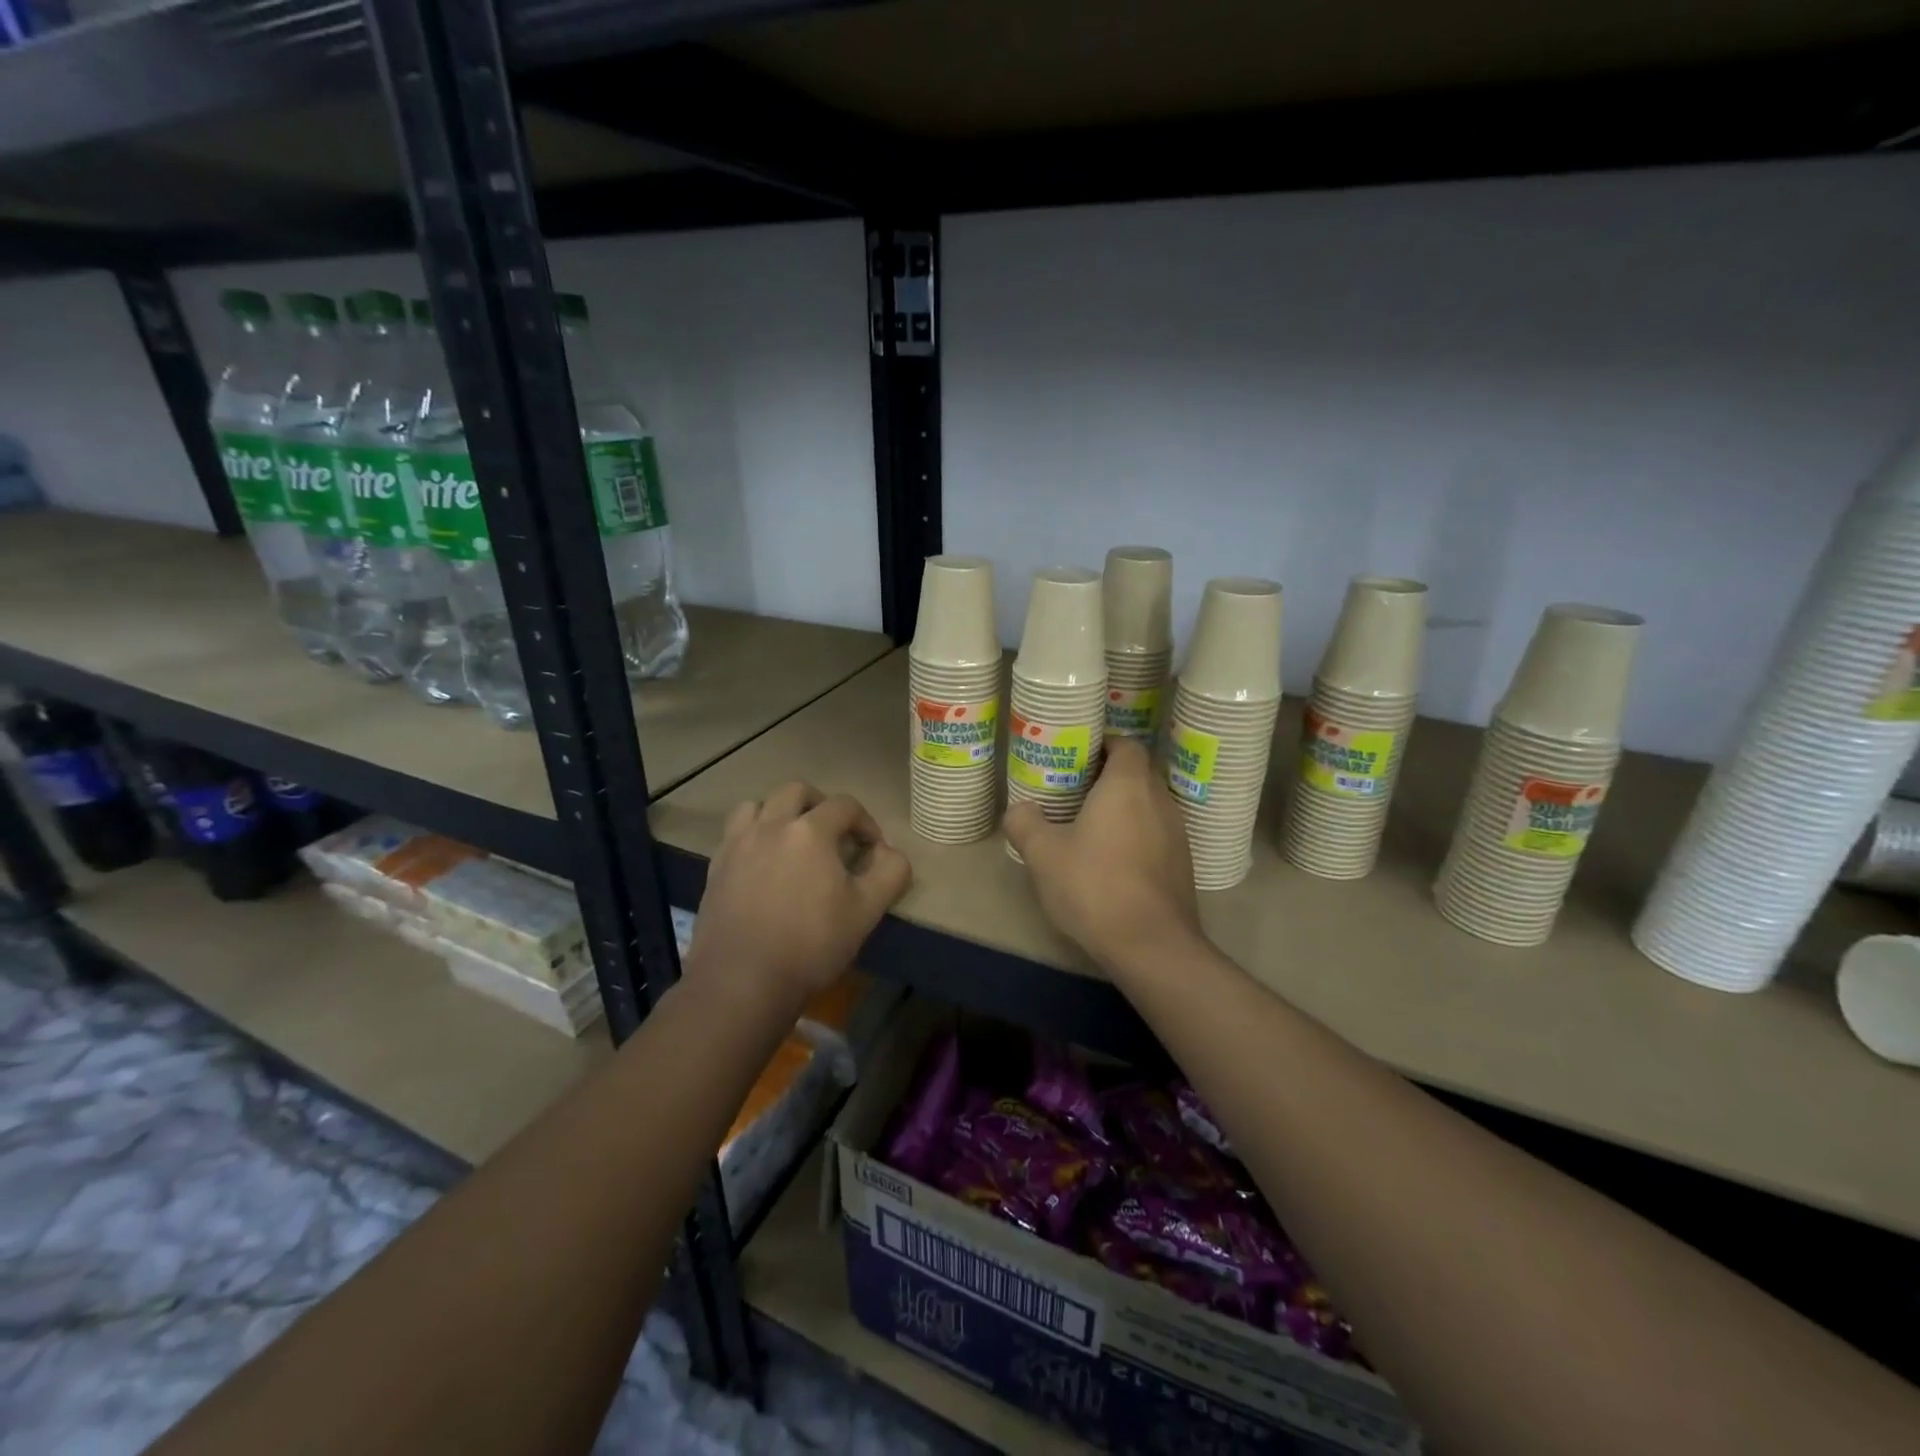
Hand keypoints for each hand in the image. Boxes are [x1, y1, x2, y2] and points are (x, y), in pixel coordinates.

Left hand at [687, 782, 911, 1008]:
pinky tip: (763, 862)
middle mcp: (771, 825)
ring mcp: (738, 844)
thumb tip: (889, 853)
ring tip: (792, 840)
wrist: (742, 981)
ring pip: (758, 805)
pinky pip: (735, 832)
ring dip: (780, 812)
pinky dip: (753, 834)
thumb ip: (890, 872)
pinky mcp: (717, 866)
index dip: (866, 822)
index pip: (845, 805)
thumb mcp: (867, 911)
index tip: (873, 849)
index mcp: (810, 831)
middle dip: (821, 804)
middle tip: (834, 833)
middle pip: (797, 791)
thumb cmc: (811, 944)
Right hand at [1004, 737, 1202, 972]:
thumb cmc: (1094, 886)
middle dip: (1107, 777)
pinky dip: (1135, 835)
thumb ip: (1024, 822)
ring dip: (1122, 808)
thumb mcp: (1043, 853)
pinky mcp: (1182, 864)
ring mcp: (1177, 833)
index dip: (1103, 745)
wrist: (1151, 945)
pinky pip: (1156, 833)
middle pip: (1137, 773)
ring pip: (1147, 805)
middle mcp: (1159, 800)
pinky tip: (1110, 860)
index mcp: (1128, 785)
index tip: (1077, 758)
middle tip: (1073, 791)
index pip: (1126, 745)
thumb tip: (1019, 809)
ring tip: (1088, 826)